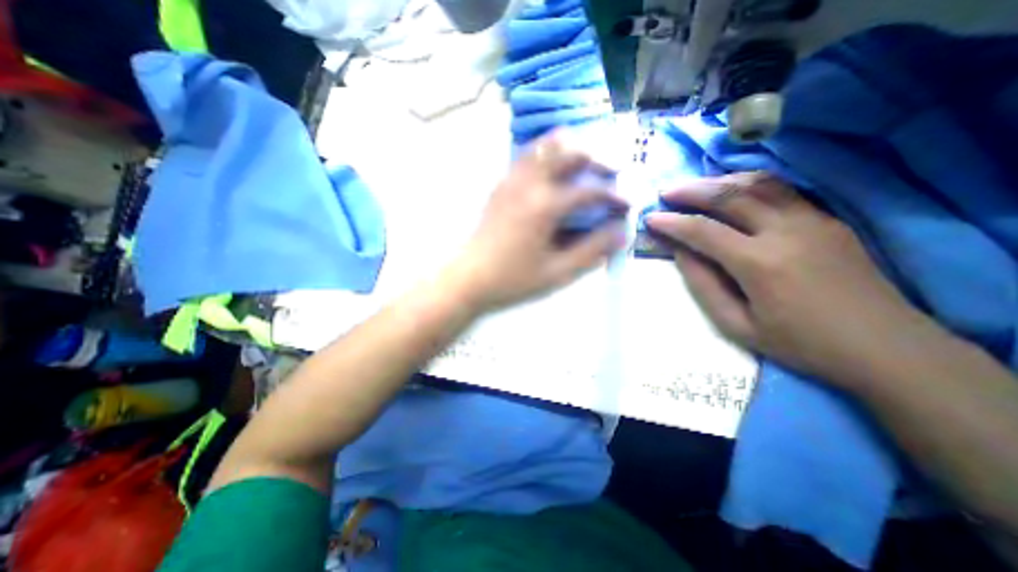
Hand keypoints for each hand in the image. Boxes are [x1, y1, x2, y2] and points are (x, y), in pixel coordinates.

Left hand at [445, 134, 629, 311]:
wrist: (469, 278)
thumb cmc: (513, 280)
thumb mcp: (557, 273)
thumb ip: (592, 251)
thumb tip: (621, 233)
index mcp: (545, 206)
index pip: (590, 190)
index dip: (614, 195)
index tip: (627, 204)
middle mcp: (529, 184)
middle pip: (569, 152)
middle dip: (597, 158)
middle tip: (611, 174)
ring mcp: (511, 180)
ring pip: (545, 145)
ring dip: (570, 149)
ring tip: (585, 164)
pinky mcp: (500, 185)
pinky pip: (526, 155)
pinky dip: (546, 153)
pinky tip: (553, 169)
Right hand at [642, 173, 929, 380]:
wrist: (885, 347)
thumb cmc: (799, 343)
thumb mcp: (737, 325)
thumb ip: (703, 285)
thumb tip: (680, 252)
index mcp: (759, 264)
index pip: (703, 231)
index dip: (672, 223)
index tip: (650, 219)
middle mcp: (786, 232)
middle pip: (730, 196)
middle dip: (692, 191)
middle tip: (667, 192)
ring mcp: (812, 221)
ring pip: (758, 184)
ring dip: (720, 181)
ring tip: (695, 187)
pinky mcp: (827, 220)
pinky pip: (782, 190)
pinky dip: (749, 184)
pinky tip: (733, 190)